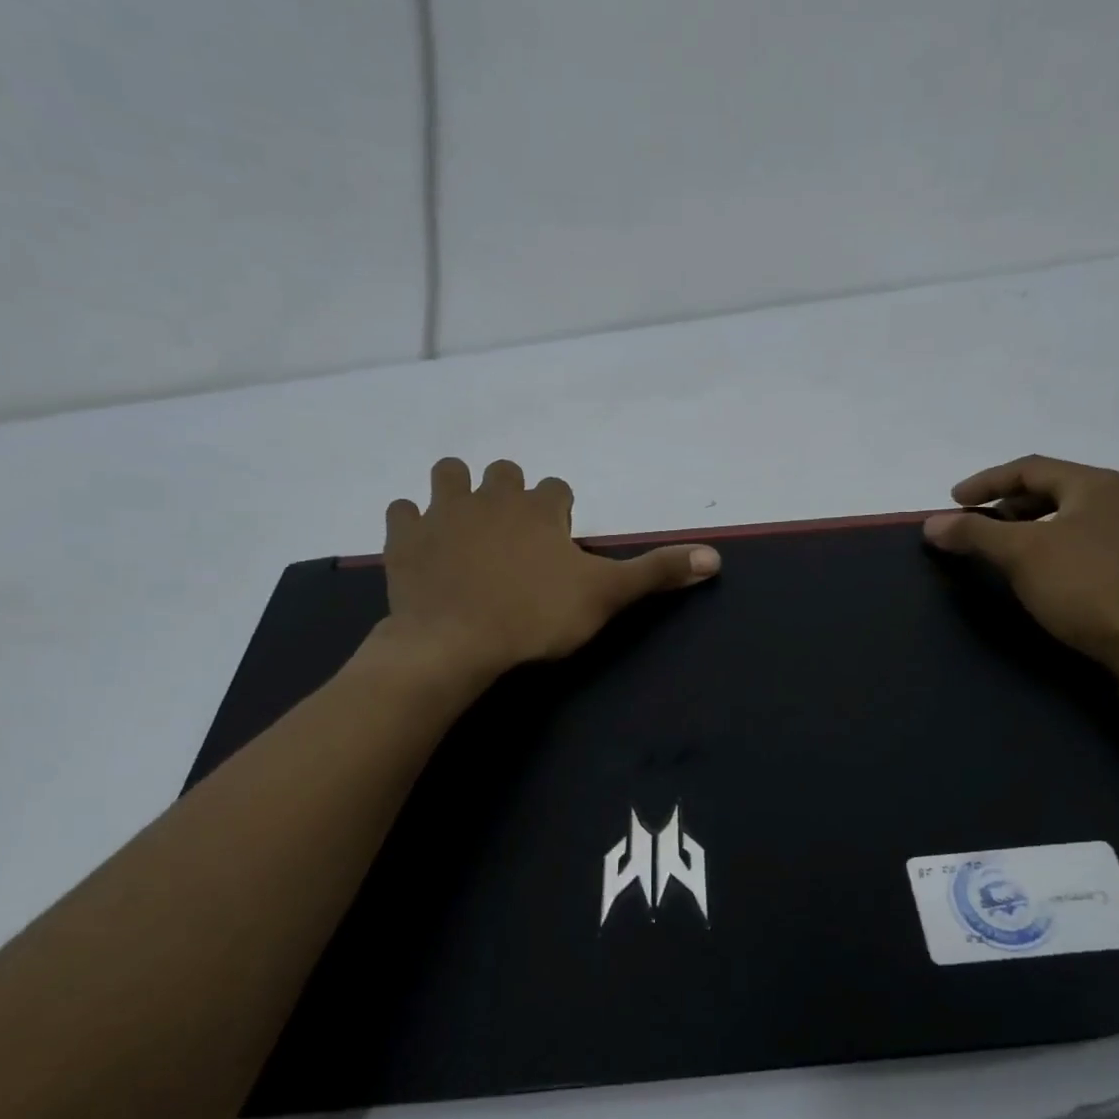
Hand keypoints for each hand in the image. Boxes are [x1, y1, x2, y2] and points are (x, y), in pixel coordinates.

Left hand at [374, 457, 720, 680]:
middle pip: (503, 474)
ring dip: (458, 492)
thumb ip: (657, 573)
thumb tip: (715, 557)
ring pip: (449, 475)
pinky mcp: (404, 537)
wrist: (455, 644)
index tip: (558, 540)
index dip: (558, 512)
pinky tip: (423, 545)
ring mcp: (443, 512)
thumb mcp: (605, 597)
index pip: (555, 489)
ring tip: (467, 528)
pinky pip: (403, 511)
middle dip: (510, 495)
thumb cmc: (536, 617)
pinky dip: (413, 522)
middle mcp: (492, 497)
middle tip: (514, 536)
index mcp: (539, 508)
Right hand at [923, 454, 1118, 672]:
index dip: (986, 481)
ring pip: (1066, 517)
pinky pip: (1079, 541)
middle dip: (1007, 503)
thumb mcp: (1020, 553)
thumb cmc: (1082, 585)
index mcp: (1095, 484)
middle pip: (1050, 489)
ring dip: (1027, 526)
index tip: (953, 501)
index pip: (1030, 468)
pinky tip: (1035, 570)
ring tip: (1000, 547)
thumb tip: (931, 523)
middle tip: (976, 523)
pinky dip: (1047, 546)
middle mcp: (1118, 500)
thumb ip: (974, 532)